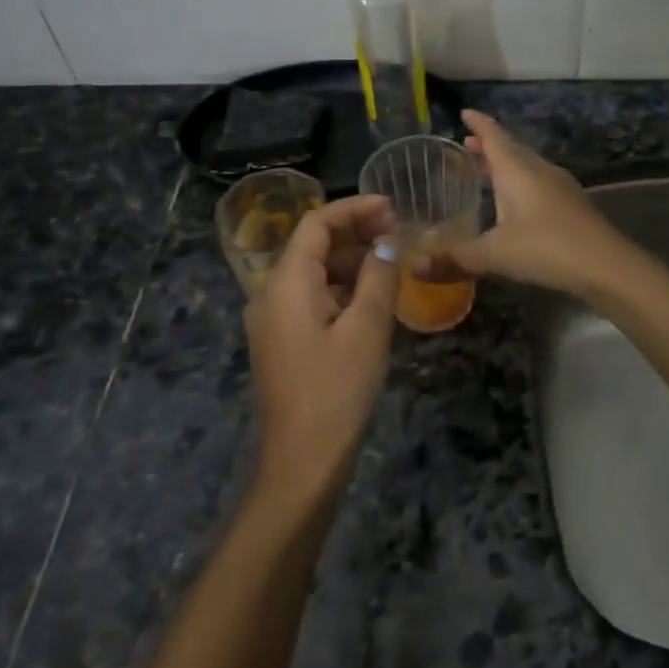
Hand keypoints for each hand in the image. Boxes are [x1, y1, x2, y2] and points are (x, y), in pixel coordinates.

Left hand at [244, 195, 399, 503]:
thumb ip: (379, 277)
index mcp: (285, 282)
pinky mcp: (282, 340)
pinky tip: (372, 295)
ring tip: (391, 261)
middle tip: (398, 232)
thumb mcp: (367, 328)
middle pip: (311, 246)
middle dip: (354, 233)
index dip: (354, 208)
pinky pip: (311, 297)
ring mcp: (272, 319)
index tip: (392, 206)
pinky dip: (341, 287)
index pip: (316, 224)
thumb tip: (387, 244)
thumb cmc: (336, 389)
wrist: (303, 461)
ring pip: (313, 272)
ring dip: (350, 261)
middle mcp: (270, 293)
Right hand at [446, 111, 635, 298]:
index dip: (479, 124)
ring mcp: (560, 187)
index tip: (465, 112)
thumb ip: (453, 259)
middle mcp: (539, 170)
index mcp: (518, 170)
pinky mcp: (571, 206)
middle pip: (512, 149)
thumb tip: (412, 266)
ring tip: (487, 171)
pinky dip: (521, 184)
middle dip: (489, 145)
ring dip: (507, 165)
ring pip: (527, 167)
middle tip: (468, 144)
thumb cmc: (546, 248)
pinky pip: (539, 184)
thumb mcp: (494, 255)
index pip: (494, 136)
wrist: (607, 266)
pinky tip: (516, 204)